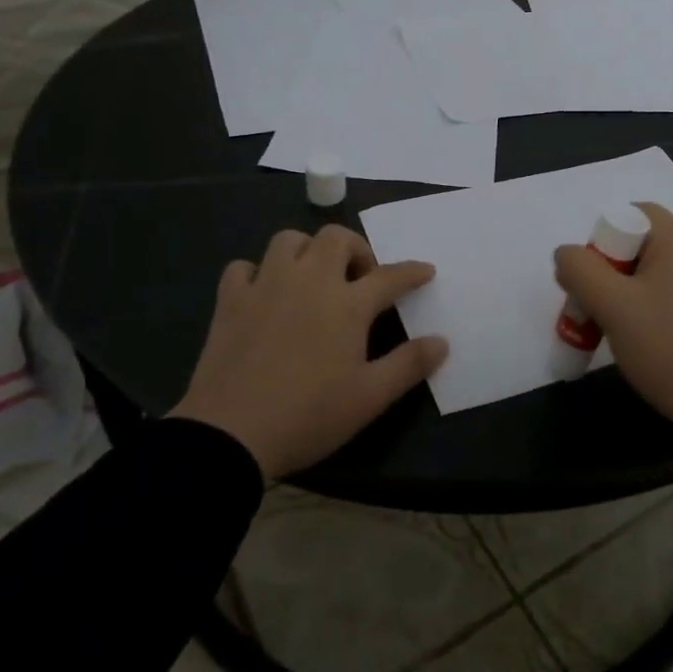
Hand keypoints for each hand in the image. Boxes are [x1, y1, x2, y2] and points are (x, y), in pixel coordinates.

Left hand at [171, 225, 447, 479]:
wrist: (230, 433)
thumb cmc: (309, 415)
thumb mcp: (370, 398)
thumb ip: (409, 365)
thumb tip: (441, 341)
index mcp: (347, 304)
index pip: (389, 276)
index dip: (412, 272)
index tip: (425, 271)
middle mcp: (308, 281)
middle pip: (336, 238)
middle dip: (356, 249)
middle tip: (360, 279)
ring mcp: (265, 285)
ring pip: (288, 241)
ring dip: (307, 251)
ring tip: (313, 278)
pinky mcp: (231, 300)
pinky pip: (244, 267)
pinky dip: (258, 273)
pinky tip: (264, 294)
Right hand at [554, 203, 672, 459]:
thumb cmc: (671, 350)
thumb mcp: (612, 309)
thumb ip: (579, 271)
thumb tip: (568, 254)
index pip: (632, 216)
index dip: (604, 246)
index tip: (597, 289)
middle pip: (650, 244)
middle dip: (621, 274)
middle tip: (608, 316)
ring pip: (671, 270)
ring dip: (645, 292)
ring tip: (636, 334)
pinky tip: (669, 342)